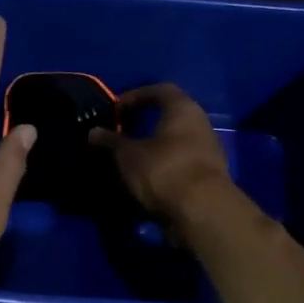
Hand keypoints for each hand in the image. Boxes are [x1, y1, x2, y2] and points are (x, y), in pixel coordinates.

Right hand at [90, 83, 231, 226]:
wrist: (203, 212)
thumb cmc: (163, 170)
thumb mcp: (128, 156)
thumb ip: (110, 142)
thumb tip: (93, 132)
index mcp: (183, 109)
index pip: (160, 90)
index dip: (136, 96)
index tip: (117, 109)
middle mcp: (201, 124)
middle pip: (171, 116)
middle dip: (147, 122)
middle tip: (124, 131)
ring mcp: (209, 150)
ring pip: (178, 141)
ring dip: (156, 146)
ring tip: (132, 158)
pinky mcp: (210, 176)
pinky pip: (183, 162)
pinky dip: (165, 165)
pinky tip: (148, 178)